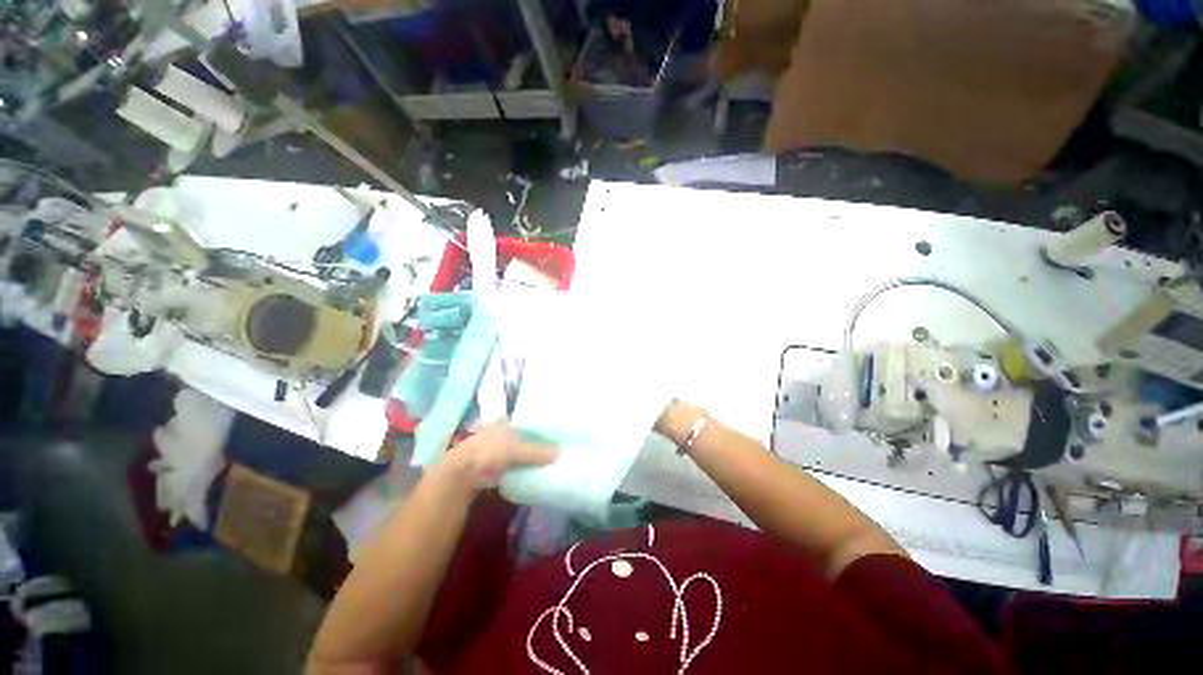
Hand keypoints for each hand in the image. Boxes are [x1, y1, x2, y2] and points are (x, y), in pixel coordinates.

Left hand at [435, 422, 558, 494]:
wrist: (459, 476)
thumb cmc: (487, 453)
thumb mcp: (515, 449)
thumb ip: (536, 451)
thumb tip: (560, 453)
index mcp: (503, 423)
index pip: (526, 421)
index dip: (539, 426)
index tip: (554, 432)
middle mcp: (498, 433)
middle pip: (522, 436)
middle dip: (534, 442)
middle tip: (554, 447)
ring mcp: (493, 451)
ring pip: (516, 452)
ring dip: (528, 457)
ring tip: (547, 461)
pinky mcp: (490, 468)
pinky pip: (511, 466)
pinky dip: (520, 468)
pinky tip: (532, 473)